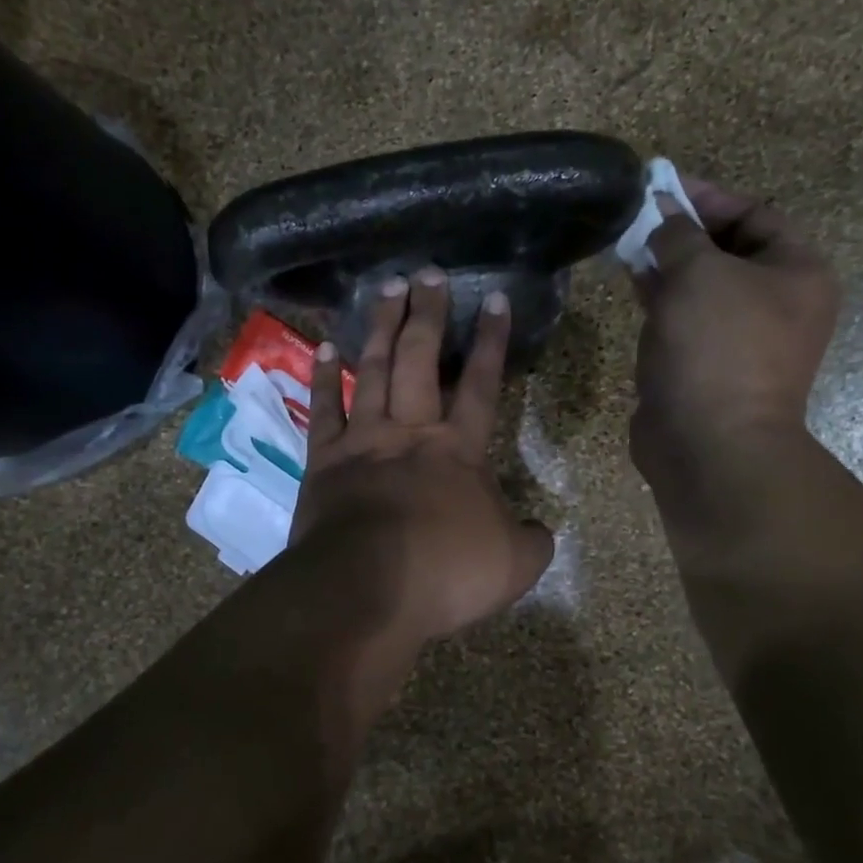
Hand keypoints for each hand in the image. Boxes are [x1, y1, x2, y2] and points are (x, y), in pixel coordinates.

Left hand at [291, 268, 554, 642]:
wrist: (367, 588)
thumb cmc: (445, 573)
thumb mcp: (514, 566)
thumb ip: (532, 541)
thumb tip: (539, 531)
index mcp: (459, 450)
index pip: (482, 384)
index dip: (491, 342)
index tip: (494, 300)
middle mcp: (410, 432)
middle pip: (421, 360)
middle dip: (428, 314)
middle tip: (429, 273)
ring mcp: (362, 442)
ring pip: (373, 371)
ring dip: (381, 328)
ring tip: (386, 288)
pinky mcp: (323, 461)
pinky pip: (324, 409)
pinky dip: (324, 376)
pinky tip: (327, 347)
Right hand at [629, 177, 840, 482]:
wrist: (708, 443)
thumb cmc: (717, 348)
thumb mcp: (698, 274)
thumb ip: (677, 234)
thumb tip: (660, 212)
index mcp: (798, 274)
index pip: (755, 215)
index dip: (708, 197)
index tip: (661, 187)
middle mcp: (776, 304)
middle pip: (727, 251)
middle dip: (682, 231)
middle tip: (637, 217)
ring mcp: (740, 339)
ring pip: (701, 287)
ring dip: (666, 265)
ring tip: (626, 245)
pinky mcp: (705, 366)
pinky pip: (683, 320)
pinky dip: (660, 300)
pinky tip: (631, 283)